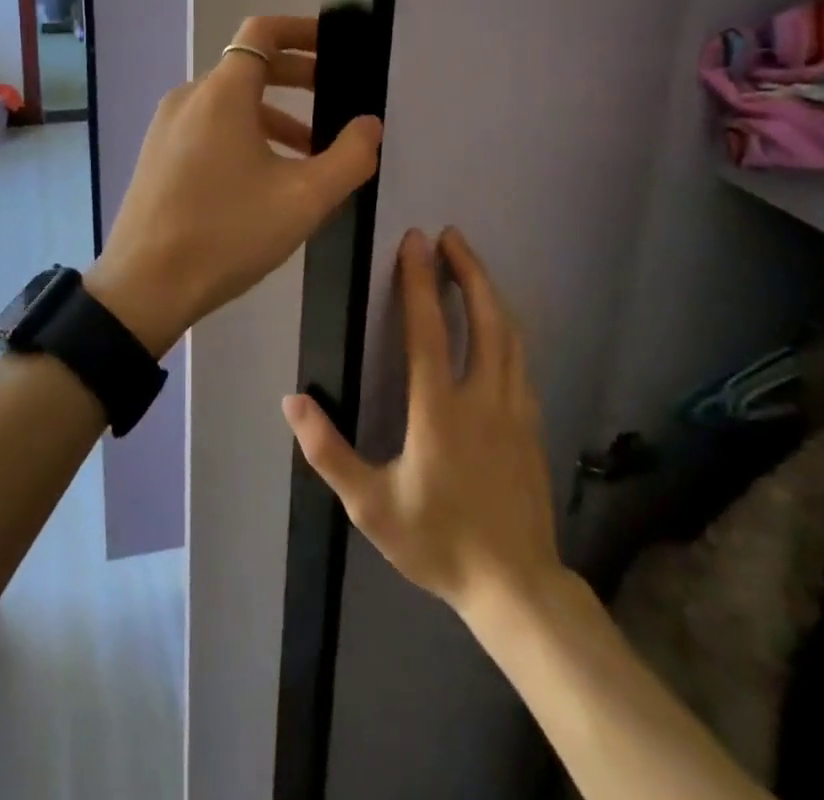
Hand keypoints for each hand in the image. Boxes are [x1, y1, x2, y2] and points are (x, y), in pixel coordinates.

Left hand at [84, 15, 382, 354]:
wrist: (144, 286)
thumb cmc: (227, 234)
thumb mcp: (304, 199)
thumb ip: (349, 157)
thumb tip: (369, 125)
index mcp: (221, 93)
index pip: (262, 32)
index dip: (301, 31)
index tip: (334, 49)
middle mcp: (189, 97)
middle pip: (249, 66)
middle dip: (297, 77)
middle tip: (336, 100)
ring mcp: (167, 126)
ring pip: (229, 102)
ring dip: (274, 114)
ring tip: (310, 151)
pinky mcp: (158, 154)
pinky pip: (208, 126)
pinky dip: (243, 133)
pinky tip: (265, 176)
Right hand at [283, 227, 561, 617]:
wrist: (516, 588)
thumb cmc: (438, 542)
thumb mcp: (371, 506)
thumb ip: (328, 451)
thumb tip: (293, 400)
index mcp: (440, 410)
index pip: (428, 329)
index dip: (420, 280)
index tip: (414, 240)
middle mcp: (483, 397)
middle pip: (484, 317)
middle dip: (468, 270)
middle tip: (451, 235)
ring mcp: (515, 410)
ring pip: (509, 335)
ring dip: (490, 293)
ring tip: (472, 266)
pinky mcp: (531, 426)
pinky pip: (521, 361)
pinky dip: (507, 329)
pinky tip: (499, 327)